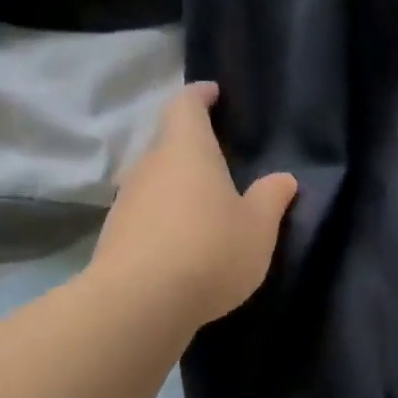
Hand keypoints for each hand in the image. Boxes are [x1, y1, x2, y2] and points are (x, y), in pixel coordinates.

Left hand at [92, 83, 298, 328]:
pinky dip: (163, 217)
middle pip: (166, 142)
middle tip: (218, 159)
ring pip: (154, 179)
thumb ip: (271, 199)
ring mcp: (126, 200)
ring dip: (176, 185)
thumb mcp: (257, 228)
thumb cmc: (209, 251)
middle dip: (190, 145)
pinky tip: (181, 242)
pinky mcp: (114, 234)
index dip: (199, 96)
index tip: (213, 94)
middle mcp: (149, 166)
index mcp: (186, 150)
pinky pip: (144, 213)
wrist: (139, 303)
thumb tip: (283, 178)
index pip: (185, 105)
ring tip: (203, 205)